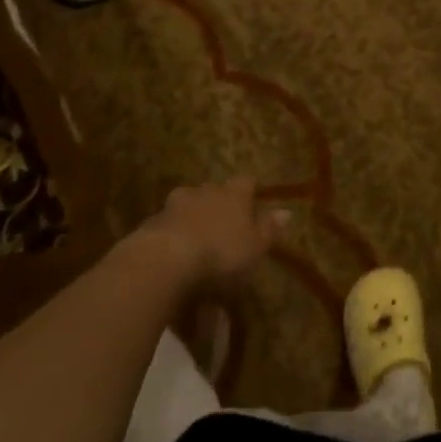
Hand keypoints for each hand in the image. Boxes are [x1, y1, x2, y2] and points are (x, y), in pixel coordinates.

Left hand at [141, 177, 285, 296]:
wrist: (165, 260)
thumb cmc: (220, 252)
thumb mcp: (255, 246)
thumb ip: (269, 228)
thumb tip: (287, 212)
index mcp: (234, 193)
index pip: (246, 181)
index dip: (250, 191)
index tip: (253, 203)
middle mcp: (205, 190)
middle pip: (215, 190)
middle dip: (219, 202)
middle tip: (224, 223)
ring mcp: (176, 204)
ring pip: (189, 203)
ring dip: (193, 215)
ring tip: (196, 237)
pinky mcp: (152, 222)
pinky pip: (168, 223)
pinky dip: (173, 232)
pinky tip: (174, 251)